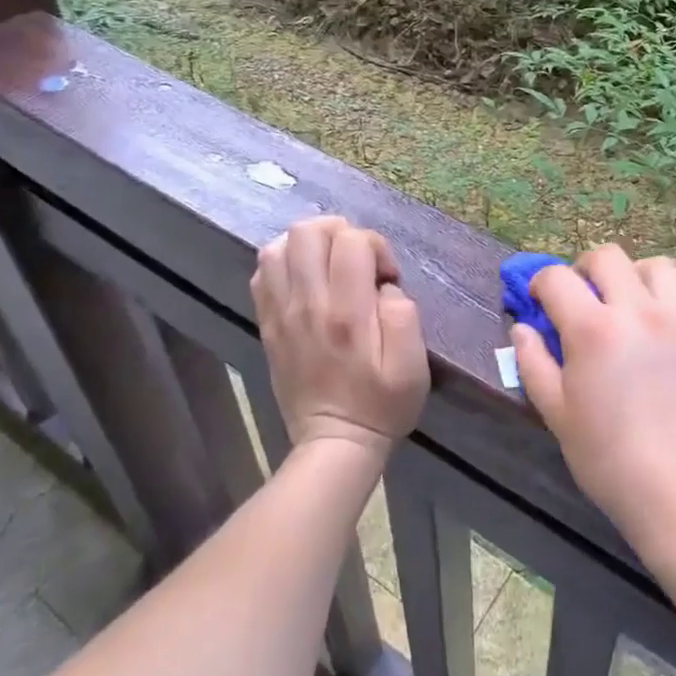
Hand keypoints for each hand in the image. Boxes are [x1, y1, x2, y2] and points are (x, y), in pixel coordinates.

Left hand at [252, 217, 429, 460]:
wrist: (334, 444)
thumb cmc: (382, 404)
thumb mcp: (412, 364)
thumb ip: (404, 313)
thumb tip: (384, 286)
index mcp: (348, 313)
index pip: (352, 241)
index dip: (377, 246)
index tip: (387, 277)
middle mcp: (308, 305)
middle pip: (308, 231)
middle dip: (340, 232)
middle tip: (357, 260)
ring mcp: (281, 314)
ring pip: (278, 246)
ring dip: (308, 244)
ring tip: (330, 264)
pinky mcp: (268, 325)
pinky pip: (262, 274)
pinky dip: (284, 263)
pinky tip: (305, 279)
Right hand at [511, 245, 675, 556]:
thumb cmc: (609, 459)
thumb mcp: (557, 414)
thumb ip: (533, 363)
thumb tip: (522, 327)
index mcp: (593, 329)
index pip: (557, 278)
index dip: (539, 283)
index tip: (538, 301)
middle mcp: (636, 310)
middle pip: (606, 256)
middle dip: (582, 270)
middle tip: (578, 300)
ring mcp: (675, 317)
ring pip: (651, 263)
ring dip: (629, 274)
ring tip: (621, 304)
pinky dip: (659, 292)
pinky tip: (650, 325)